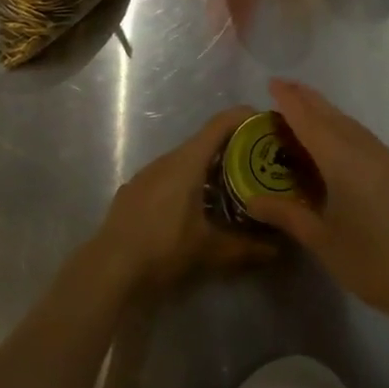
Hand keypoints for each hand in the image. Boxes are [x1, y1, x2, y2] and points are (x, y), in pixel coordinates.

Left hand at [93, 106, 274, 294]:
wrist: (109, 269)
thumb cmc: (163, 249)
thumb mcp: (210, 251)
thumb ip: (247, 248)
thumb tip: (279, 249)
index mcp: (186, 162)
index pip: (220, 124)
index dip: (245, 117)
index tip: (267, 123)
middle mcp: (166, 159)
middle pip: (204, 141)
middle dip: (233, 148)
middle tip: (259, 163)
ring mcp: (146, 174)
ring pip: (185, 160)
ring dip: (209, 167)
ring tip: (232, 186)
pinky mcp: (134, 191)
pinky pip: (168, 176)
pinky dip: (188, 182)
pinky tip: (196, 206)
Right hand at [247, 78, 388, 331]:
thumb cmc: (375, 262)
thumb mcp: (323, 241)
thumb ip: (287, 215)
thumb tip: (252, 200)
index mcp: (342, 159)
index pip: (309, 120)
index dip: (289, 100)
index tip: (271, 82)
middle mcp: (365, 149)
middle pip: (332, 115)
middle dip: (307, 98)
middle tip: (284, 87)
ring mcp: (388, 159)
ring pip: (351, 125)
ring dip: (327, 113)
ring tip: (306, 111)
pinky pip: (364, 138)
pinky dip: (343, 129)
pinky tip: (338, 143)